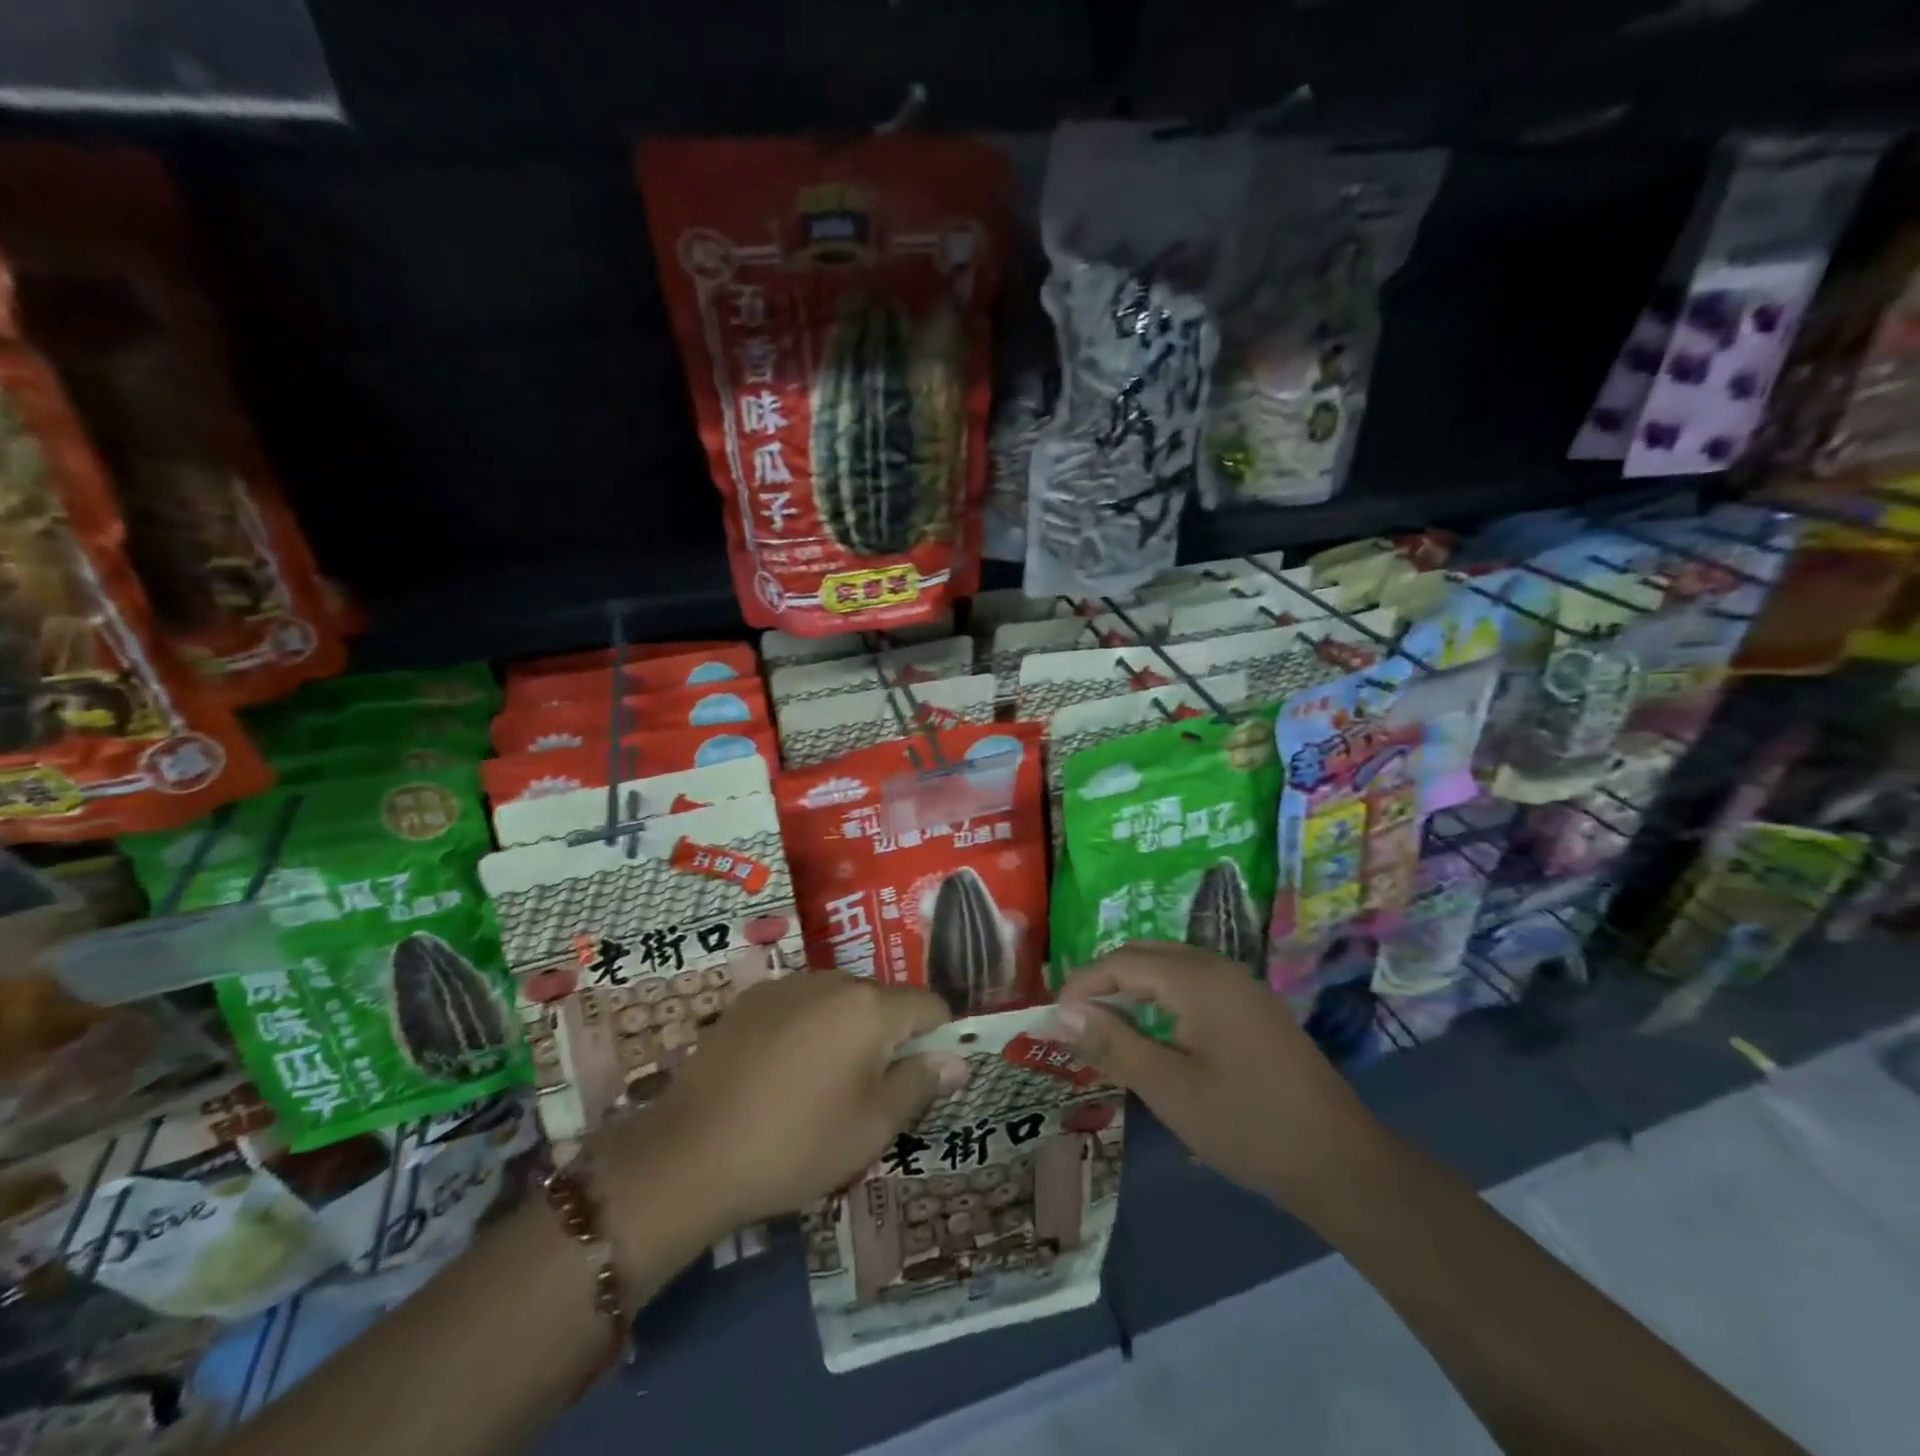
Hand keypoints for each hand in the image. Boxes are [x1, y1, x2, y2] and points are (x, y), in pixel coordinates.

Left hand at [601, 972, 967, 1233]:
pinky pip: (800, 1005)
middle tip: (868, 1094)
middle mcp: (833, 980)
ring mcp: (787, 985)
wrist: (691, 1154)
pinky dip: (806, 1029)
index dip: (938, 1039)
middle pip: (882, 1001)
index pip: (929, 1006)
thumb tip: (957, 1059)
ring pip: (839, 1001)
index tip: (923, 1078)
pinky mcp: (750, 999)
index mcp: (870, 1007)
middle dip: (888, 1038)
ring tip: (820, 1086)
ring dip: (846, 1032)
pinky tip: (780, 1074)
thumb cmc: (796, 1144)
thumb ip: (920, 1084)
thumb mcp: (871, 1126)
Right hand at [1054, 942, 1376, 1202]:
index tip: (1055, 1017)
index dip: (1083, 983)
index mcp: (1197, 978)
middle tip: (1076, 1018)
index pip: (1122, 962)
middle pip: (1146, 954)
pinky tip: (1154, 1031)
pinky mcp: (1254, 1008)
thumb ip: (1113, 1043)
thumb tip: (1064, 1013)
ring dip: (1133, 987)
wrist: (1339, 1161)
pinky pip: (1193, 984)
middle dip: (1105, 979)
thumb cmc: (1246, 1124)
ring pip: (1170, 966)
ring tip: (1106, 1024)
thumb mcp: (1168, 1088)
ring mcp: (1241, 986)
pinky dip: (1161, 997)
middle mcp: (1218, 967)